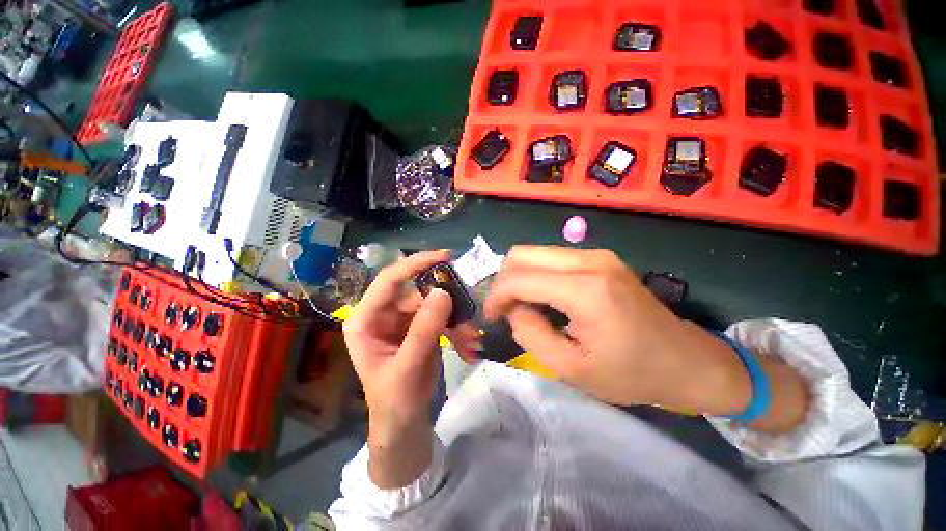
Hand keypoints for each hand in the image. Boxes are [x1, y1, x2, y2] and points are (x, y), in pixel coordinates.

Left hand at [344, 250, 480, 432]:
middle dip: (446, 302)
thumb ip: (424, 330)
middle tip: (469, 307)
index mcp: (366, 319)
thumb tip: (443, 292)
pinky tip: (468, 345)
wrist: (405, 423)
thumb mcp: (407, 368)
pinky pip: (443, 318)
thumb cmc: (394, 401)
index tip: (444, 256)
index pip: (389, 280)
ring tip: (471, 338)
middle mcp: (384, 314)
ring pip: (435, 305)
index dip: (415, 264)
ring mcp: (404, 320)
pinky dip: (458, 329)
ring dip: (456, 320)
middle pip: (418, 292)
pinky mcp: (421, 327)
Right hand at [485, 246, 703, 406]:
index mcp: (584, 290)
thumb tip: (513, 309)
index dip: (496, 296)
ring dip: (519, 277)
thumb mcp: (571, 368)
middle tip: (505, 309)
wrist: (687, 361)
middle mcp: (589, 260)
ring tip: (522, 305)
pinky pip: (552, 257)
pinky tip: (543, 297)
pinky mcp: (600, 258)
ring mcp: (597, 254)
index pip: (519, 278)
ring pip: (535, 252)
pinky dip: (536, 274)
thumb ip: (531, 334)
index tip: (491, 316)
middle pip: (522, 253)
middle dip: (503, 280)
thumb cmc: (632, 373)